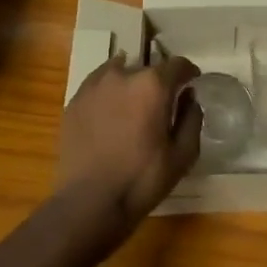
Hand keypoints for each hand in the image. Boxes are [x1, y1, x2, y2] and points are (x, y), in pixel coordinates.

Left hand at [56, 53, 202, 232]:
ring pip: (119, 72)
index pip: (177, 64)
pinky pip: (97, 86)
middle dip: (158, 82)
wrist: (89, 201)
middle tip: (161, 104)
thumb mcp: (182, 155)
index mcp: (152, 86)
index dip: (188, 72)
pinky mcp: (74, 101)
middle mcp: (122, 75)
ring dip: (130, 83)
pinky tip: (110, 113)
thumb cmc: (142, 179)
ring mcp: (93, 86)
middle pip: (146, 68)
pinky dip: (108, 93)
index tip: (192, 82)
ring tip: (133, 105)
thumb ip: (191, 119)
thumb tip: (189, 97)